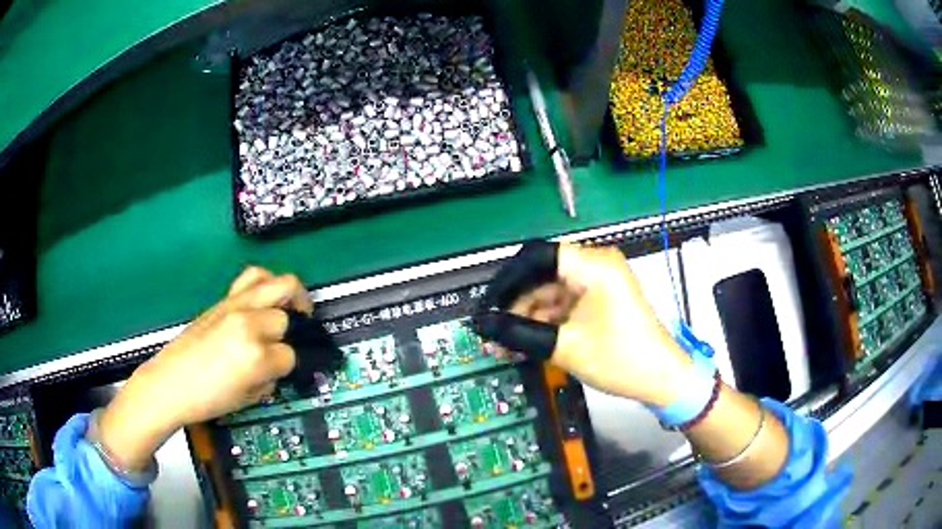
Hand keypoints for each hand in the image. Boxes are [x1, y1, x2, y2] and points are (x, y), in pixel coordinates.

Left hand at [98, 267, 311, 469]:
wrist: (170, 382)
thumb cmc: (208, 399)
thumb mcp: (247, 399)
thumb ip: (269, 379)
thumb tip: (277, 365)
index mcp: (255, 356)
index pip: (289, 356)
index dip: (286, 367)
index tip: (276, 373)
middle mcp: (249, 324)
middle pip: (286, 317)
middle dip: (291, 331)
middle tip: (293, 338)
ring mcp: (236, 306)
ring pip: (279, 284)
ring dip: (291, 296)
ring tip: (295, 307)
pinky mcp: (224, 299)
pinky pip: (252, 277)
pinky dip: (266, 282)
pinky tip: (267, 296)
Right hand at [489, 243, 694, 406]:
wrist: (661, 379)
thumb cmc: (620, 358)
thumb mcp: (564, 346)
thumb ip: (518, 332)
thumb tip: (483, 325)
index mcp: (593, 265)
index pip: (536, 257)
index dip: (506, 281)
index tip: (487, 306)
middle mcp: (596, 265)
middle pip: (542, 275)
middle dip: (515, 305)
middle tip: (494, 332)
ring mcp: (599, 282)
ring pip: (550, 291)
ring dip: (528, 316)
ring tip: (507, 345)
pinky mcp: (601, 299)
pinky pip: (564, 303)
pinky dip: (546, 321)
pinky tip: (527, 342)